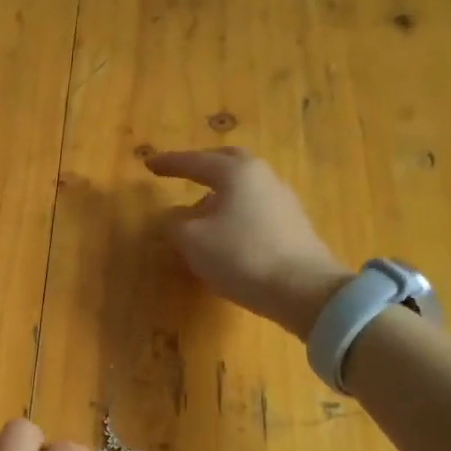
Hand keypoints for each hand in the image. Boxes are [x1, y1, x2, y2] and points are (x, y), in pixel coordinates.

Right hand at [147, 148, 350, 332]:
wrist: (301, 289)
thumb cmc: (240, 256)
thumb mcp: (191, 241)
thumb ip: (174, 223)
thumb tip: (173, 217)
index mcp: (237, 172)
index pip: (196, 161)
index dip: (170, 164)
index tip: (149, 164)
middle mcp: (263, 177)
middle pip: (229, 163)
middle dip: (203, 167)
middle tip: (183, 173)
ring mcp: (282, 201)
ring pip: (243, 187)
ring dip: (218, 194)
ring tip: (198, 214)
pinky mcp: (292, 226)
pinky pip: (254, 209)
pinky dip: (233, 213)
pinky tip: (224, 234)